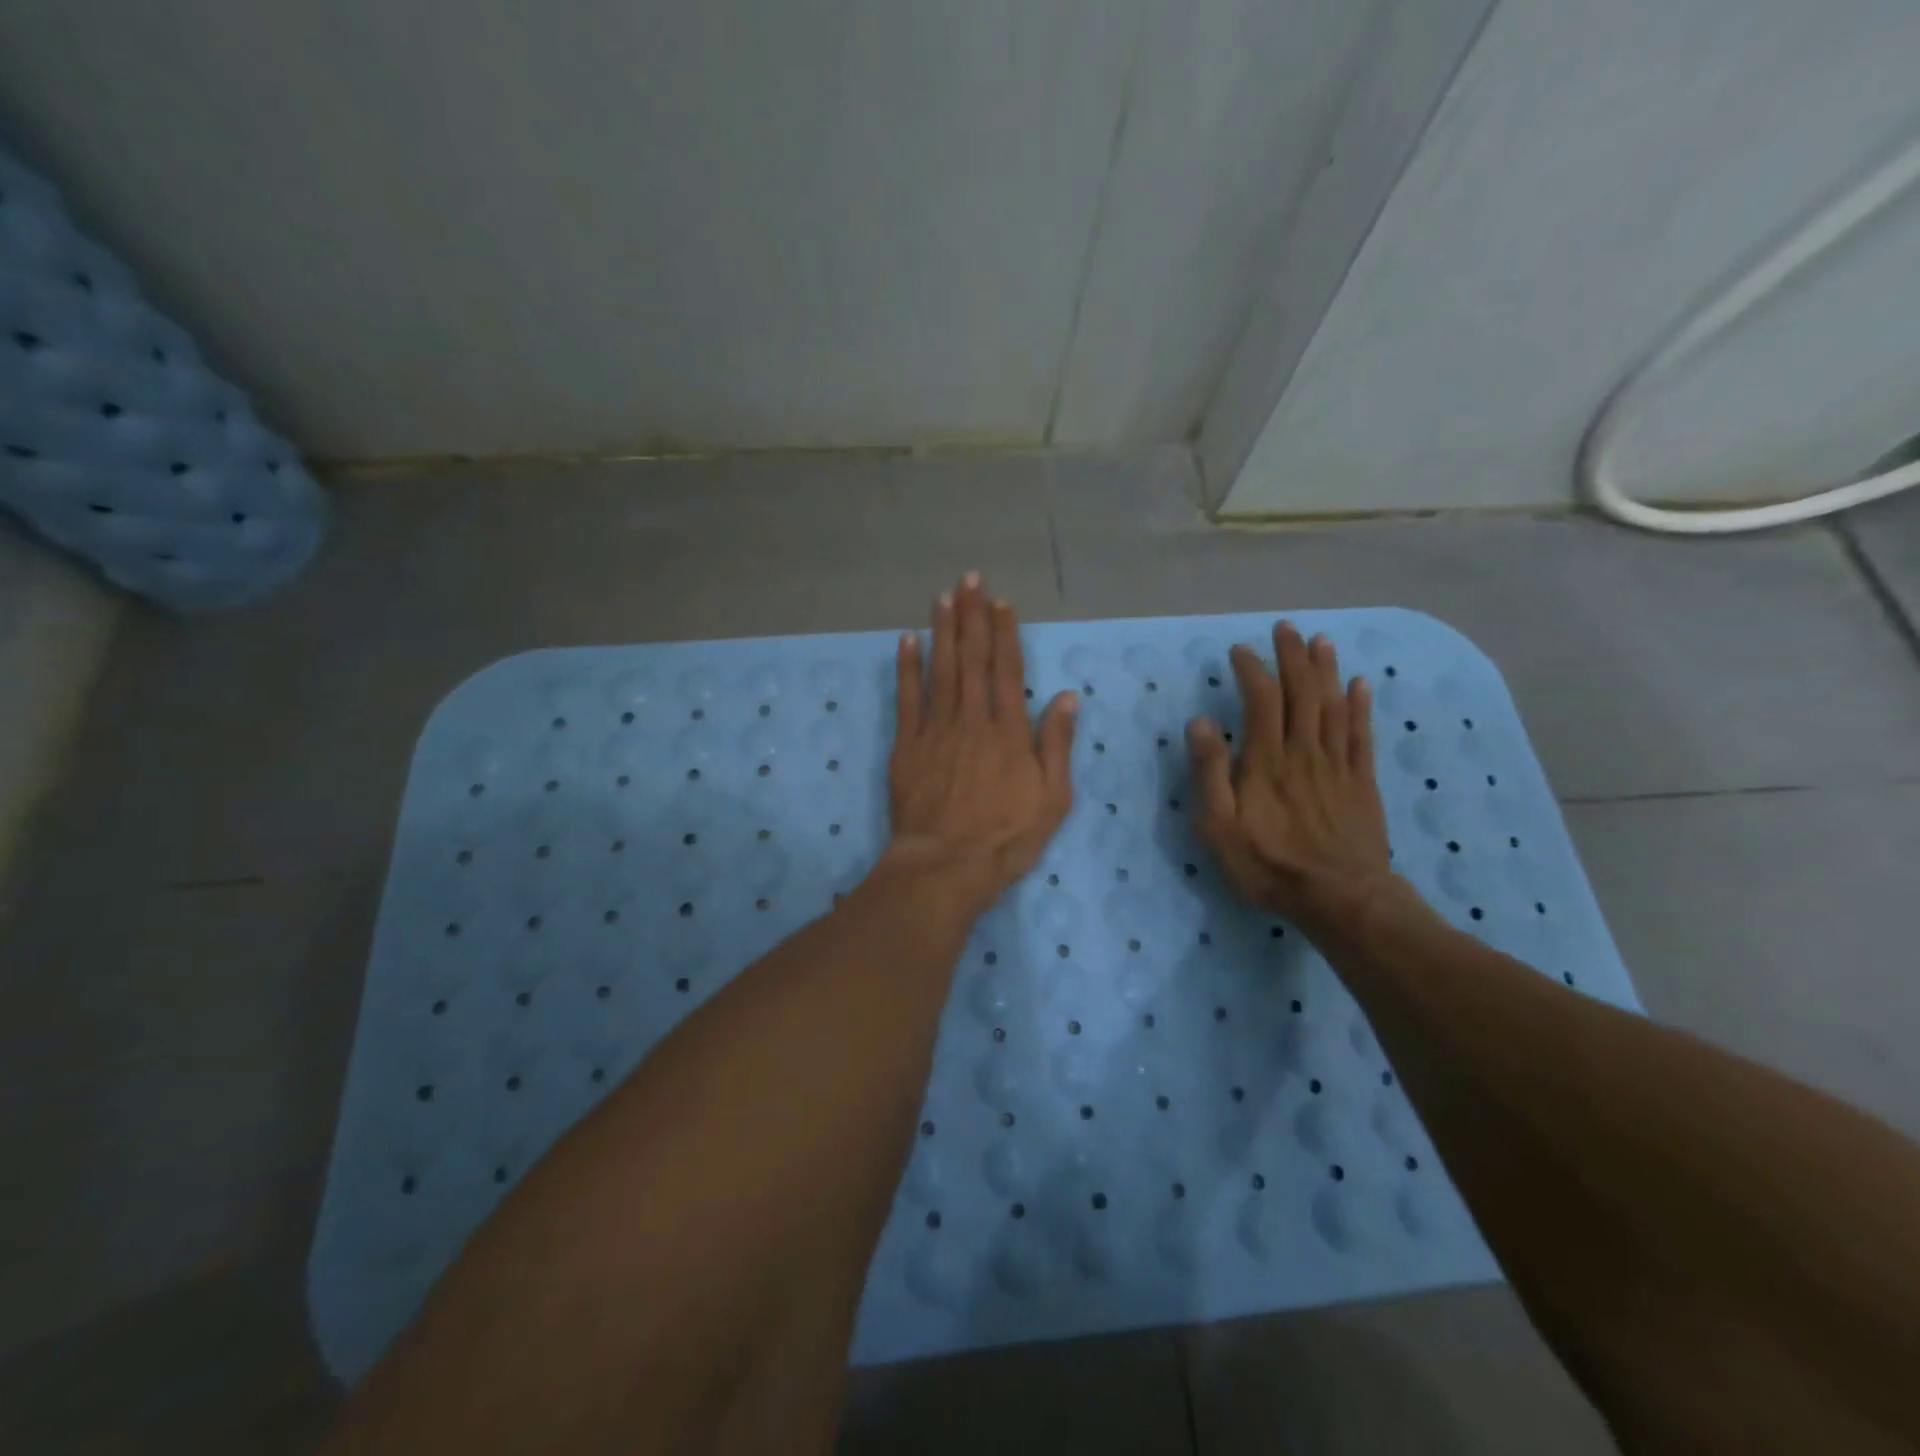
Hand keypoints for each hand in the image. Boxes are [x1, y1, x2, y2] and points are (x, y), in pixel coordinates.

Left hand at [884, 573, 1077, 910]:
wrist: (945, 865)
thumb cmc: (1006, 838)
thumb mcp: (1052, 799)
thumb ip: (1056, 744)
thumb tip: (1065, 697)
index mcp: (1009, 731)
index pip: (1007, 670)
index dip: (1004, 633)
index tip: (1001, 603)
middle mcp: (972, 720)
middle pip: (972, 659)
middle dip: (972, 616)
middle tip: (970, 579)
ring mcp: (936, 730)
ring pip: (940, 669)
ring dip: (942, 630)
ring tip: (943, 596)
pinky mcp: (907, 746)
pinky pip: (907, 699)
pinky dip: (906, 668)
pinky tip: (906, 640)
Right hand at [1187, 623, 1394, 941]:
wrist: (1341, 899)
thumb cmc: (1269, 864)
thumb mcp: (1220, 826)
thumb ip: (1210, 772)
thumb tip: (1201, 722)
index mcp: (1267, 760)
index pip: (1261, 700)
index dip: (1252, 670)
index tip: (1240, 650)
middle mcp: (1304, 752)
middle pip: (1302, 693)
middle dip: (1292, 657)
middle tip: (1286, 628)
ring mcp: (1337, 765)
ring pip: (1334, 705)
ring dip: (1326, 670)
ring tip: (1321, 641)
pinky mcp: (1362, 782)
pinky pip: (1361, 735)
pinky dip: (1361, 706)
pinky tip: (1360, 685)